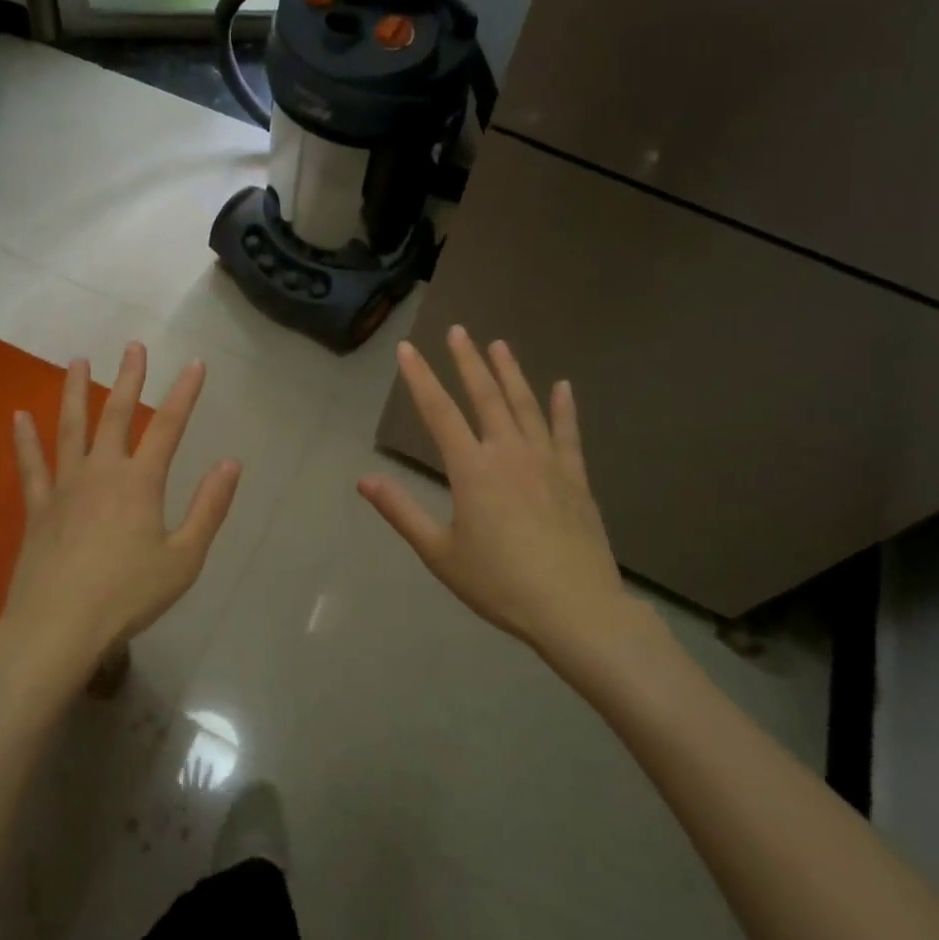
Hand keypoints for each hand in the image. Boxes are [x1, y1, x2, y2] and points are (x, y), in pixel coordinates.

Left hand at [0, 342, 240, 690]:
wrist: (57, 626)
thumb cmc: (127, 595)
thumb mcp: (184, 559)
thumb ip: (209, 509)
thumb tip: (230, 464)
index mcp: (140, 482)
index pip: (168, 427)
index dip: (184, 393)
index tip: (194, 363)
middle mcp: (102, 472)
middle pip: (116, 415)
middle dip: (128, 378)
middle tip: (132, 346)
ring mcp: (65, 487)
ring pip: (70, 429)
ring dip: (75, 392)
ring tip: (77, 361)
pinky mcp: (37, 508)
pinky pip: (30, 466)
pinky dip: (24, 440)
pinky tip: (18, 416)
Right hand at [359, 326, 626, 651]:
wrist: (574, 609)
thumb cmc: (499, 584)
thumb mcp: (440, 553)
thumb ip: (401, 512)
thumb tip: (364, 479)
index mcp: (472, 469)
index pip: (439, 412)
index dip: (420, 378)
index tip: (408, 348)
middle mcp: (508, 453)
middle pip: (485, 396)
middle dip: (468, 361)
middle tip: (458, 330)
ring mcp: (546, 462)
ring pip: (525, 405)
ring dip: (510, 373)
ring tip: (500, 344)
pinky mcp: (575, 478)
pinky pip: (568, 433)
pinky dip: (564, 407)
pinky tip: (562, 386)